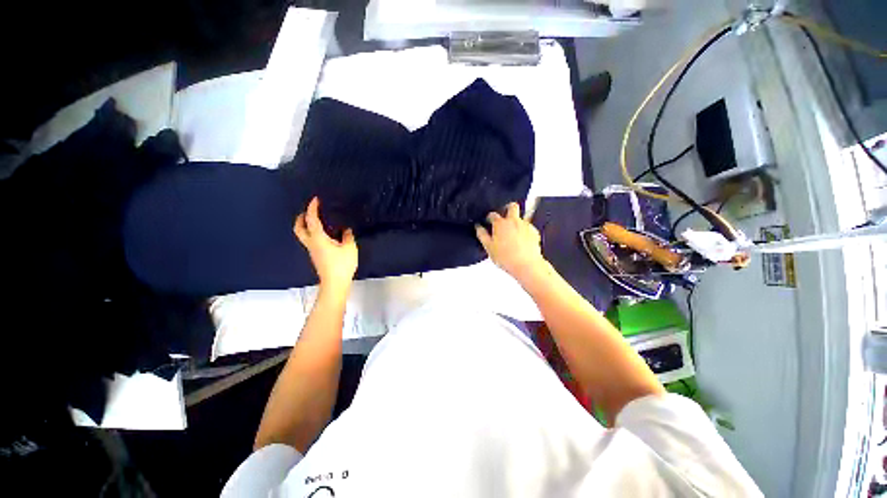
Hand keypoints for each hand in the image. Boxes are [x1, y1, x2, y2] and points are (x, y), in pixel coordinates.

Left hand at [294, 197, 357, 295]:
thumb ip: (347, 236)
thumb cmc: (342, 264)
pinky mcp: (316, 256)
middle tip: (308, 211)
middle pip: (299, 228)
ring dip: (306, 225)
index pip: (312, 219)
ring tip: (317, 220)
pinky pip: (310, 240)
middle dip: (301, 218)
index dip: (312, 208)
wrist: (335, 283)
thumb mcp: (349, 248)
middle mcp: (311, 243)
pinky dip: (313, 233)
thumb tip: (346, 229)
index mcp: (318, 238)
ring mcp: (312, 251)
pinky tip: (325, 234)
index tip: (315, 200)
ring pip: (303, 235)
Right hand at [475, 202, 545, 281]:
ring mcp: (525, 225)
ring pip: (521, 217)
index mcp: (500, 224)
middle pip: (512, 206)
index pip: (493, 214)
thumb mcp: (488, 247)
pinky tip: (521, 240)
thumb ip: (482, 235)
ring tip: (512, 233)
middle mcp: (514, 221)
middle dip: (507, 208)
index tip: (488, 221)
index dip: (489, 217)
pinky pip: (528, 227)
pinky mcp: (534, 232)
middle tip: (504, 215)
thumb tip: (478, 227)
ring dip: (516, 221)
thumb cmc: (507, 258)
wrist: (526, 265)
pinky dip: (524, 231)